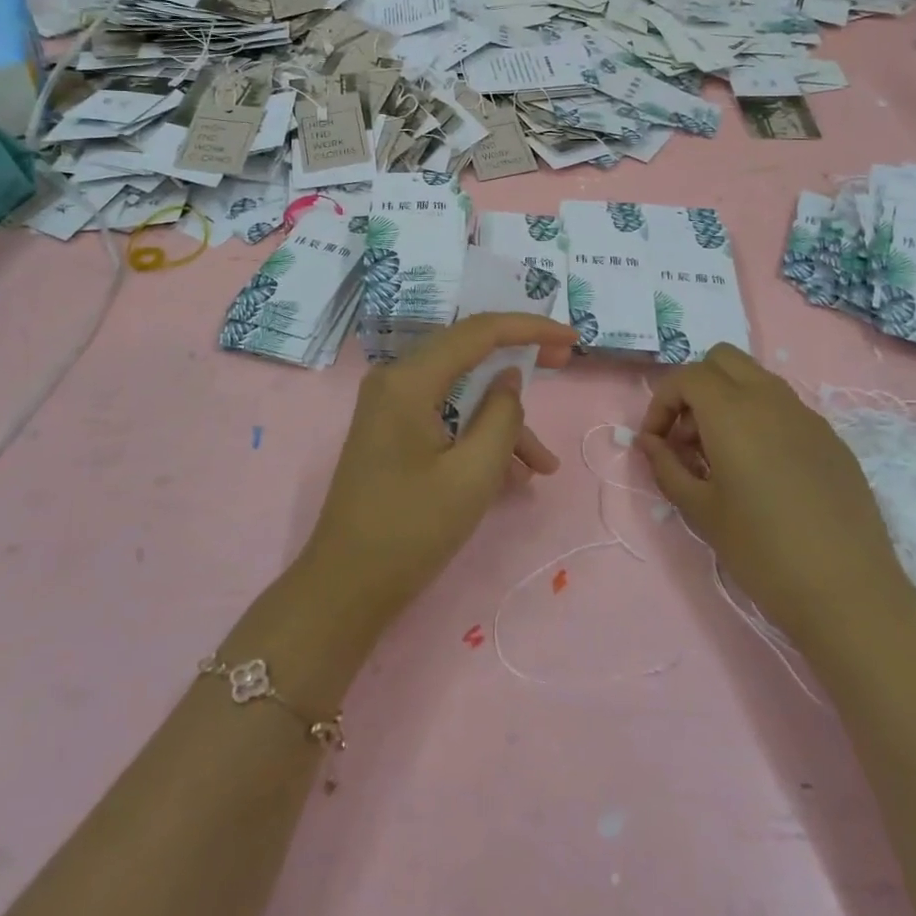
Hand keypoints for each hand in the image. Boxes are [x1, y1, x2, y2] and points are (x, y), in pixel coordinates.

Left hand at [302, 313, 577, 628]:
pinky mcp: (392, 430)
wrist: (345, 588)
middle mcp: (395, 380)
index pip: (478, 332)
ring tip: (544, 466)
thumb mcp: (473, 474)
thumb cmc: (411, 530)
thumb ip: (501, 416)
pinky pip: (445, 416)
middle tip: (564, 366)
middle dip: (519, 361)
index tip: (571, 338)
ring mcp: (390, 405)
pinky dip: (478, 436)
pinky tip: (513, 475)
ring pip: (460, 391)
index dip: (529, 327)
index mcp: (409, 380)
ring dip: (503, 420)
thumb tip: (509, 377)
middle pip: (468, 353)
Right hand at [636, 345, 911, 653]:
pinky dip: (760, 419)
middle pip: (722, 360)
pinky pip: (785, 407)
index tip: (656, 442)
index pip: (686, 376)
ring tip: (721, 455)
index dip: (661, 402)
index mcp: (733, 412)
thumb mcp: (700, 510)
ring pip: (756, 379)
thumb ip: (666, 466)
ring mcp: (807, 416)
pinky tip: (763, 471)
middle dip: (695, 387)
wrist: (848, 593)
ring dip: (728, 399)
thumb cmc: (762, 551)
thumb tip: (649, 442)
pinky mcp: (831, 439)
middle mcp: (770, 399)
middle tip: (688, 437)